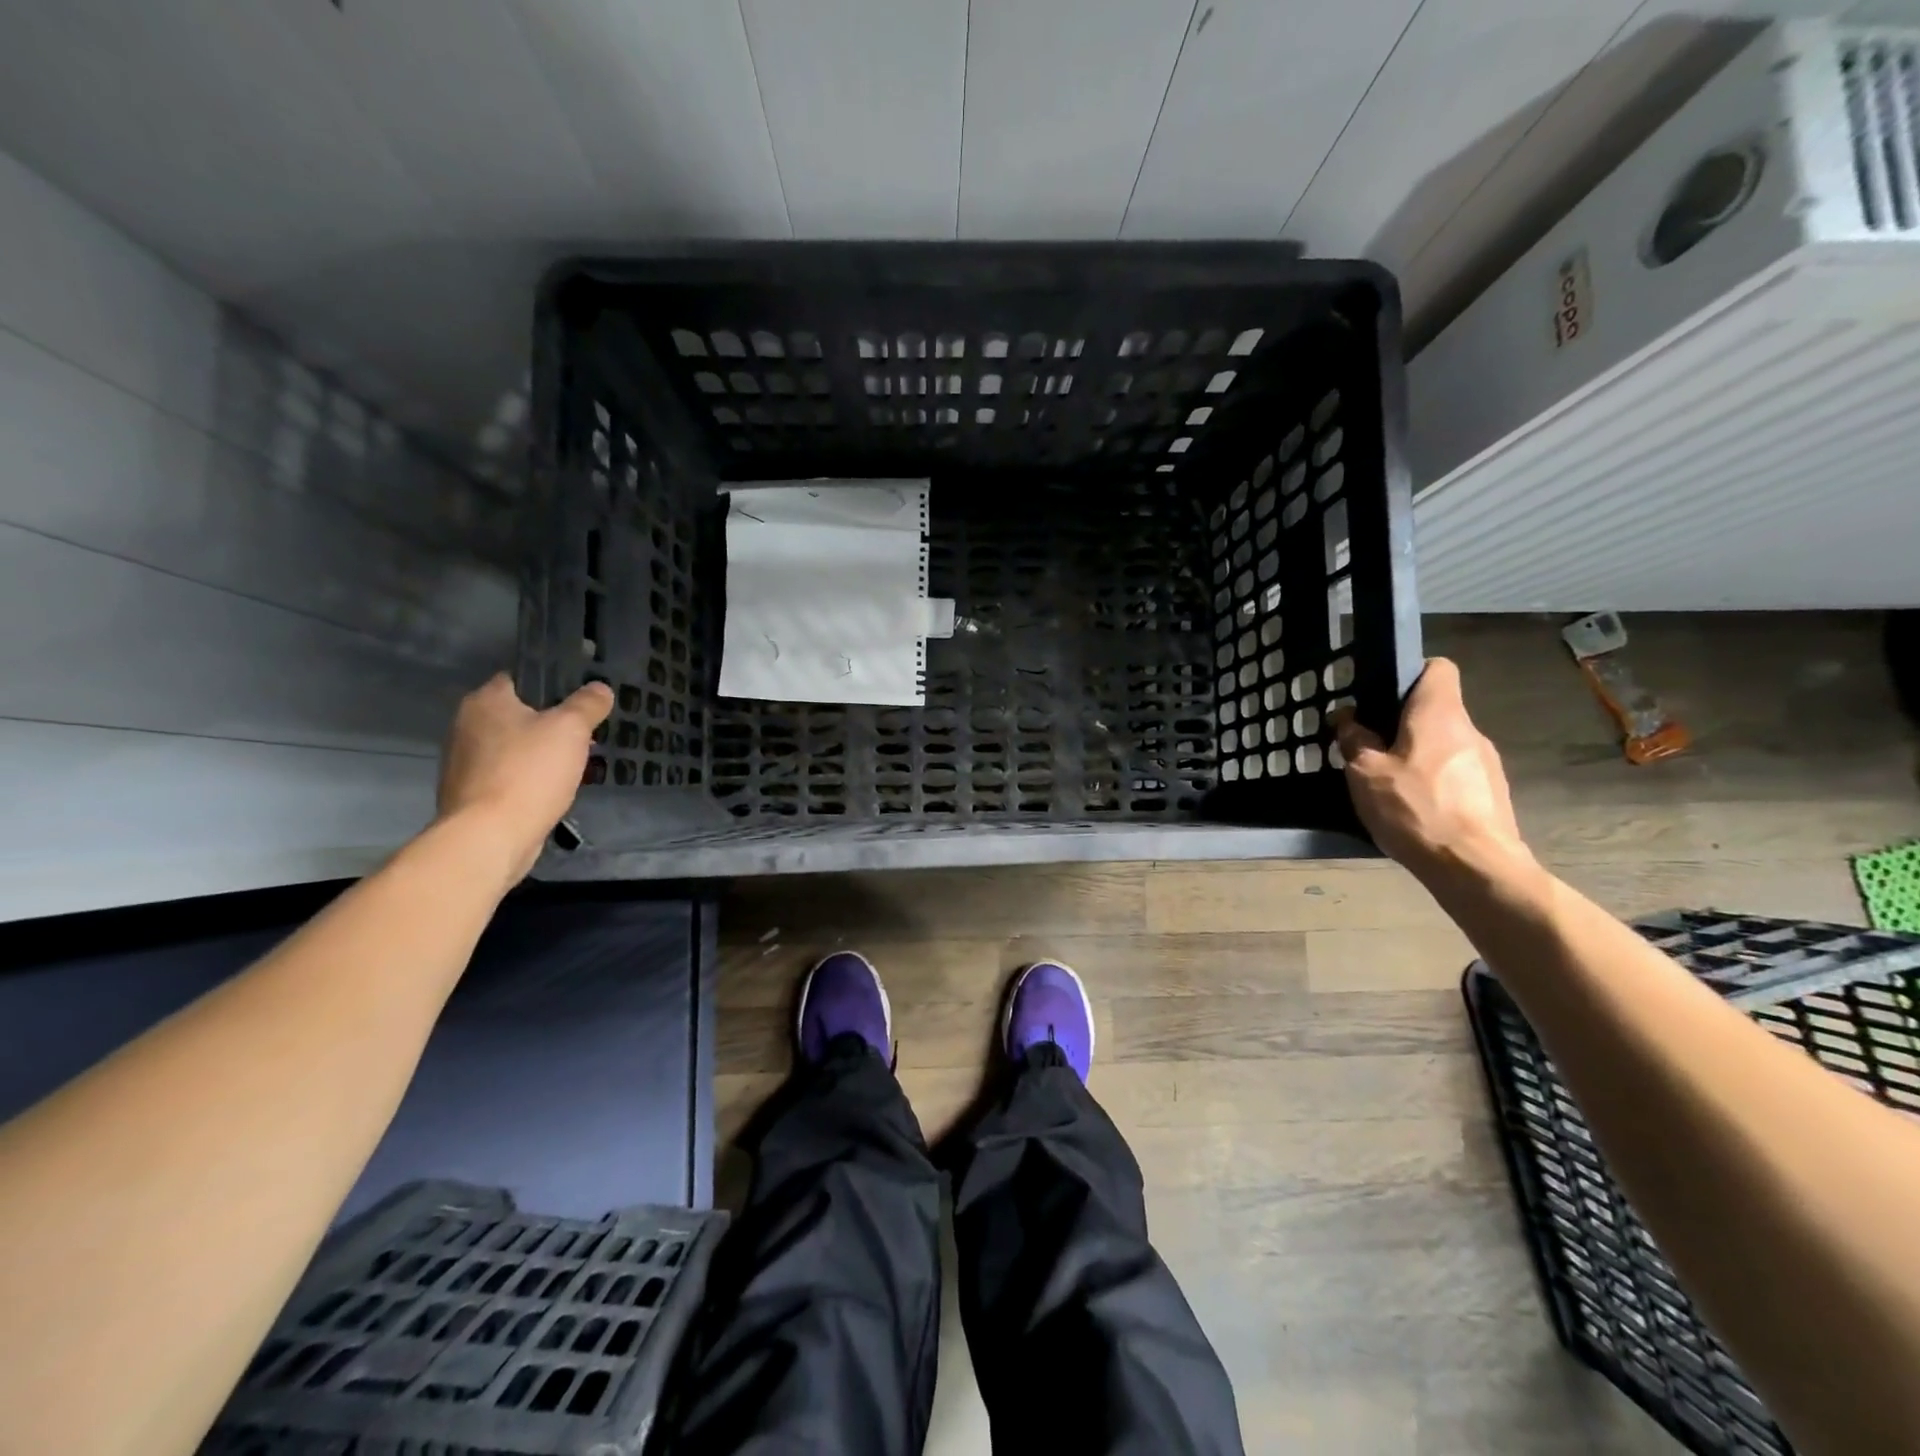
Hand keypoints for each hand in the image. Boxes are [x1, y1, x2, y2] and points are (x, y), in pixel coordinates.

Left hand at [436, 674, 612, 883]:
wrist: (490, 836)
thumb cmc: (529, 772)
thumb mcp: (571, 729)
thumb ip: (587, 704)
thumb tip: (599, 688)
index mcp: (486, 701)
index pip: (521, 677)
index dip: (552, 683)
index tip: (581, 697)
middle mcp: (466, 725)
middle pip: (517, 714)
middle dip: (550, 723)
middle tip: (585, 733)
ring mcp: (464, 762)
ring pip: (513, 746)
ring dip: (539, 752)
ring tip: (574, 762)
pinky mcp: (470, 793)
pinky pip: (507, 775)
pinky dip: (528, 778)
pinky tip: (551, 789)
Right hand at [1333, 658, 1530, 882]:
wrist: (1474, 867)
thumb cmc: (1416, 809)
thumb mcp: (1365, 774)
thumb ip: (1355, 740)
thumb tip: (1348, 719)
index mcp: (1440, 714)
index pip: (1438, 669)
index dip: (1409, 674)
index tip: (1380, 696)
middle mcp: (1470, 731)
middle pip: (1436, 711)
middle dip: (1402, 724)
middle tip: (1369, 747)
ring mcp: (1486, 764)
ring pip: (1445, 745)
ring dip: (1418, 756)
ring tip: (1389, 784)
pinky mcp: (1491, 794)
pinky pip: (1455, 775)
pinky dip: (1434, 783)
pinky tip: (1414, 809)